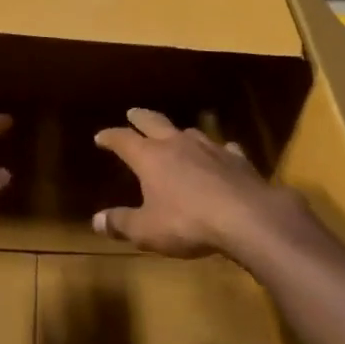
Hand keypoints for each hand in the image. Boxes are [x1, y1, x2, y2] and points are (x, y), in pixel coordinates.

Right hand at [92, 108, 298, 259]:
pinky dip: (218, 151)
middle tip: (133, 112)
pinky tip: (222, 154)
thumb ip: (121, 223)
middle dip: (140, 118)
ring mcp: (210, 149)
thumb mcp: (147, 230)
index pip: (123, 140)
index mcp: (150, 157)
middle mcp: (178, 144)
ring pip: (190, 132)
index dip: (110, 137)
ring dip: (178, 132)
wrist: (248, 218)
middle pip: (155, 123)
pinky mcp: (238, 160)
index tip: (100, 136)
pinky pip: (224, 149)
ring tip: (175, 135)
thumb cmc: (188, 223)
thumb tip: (96, 221)